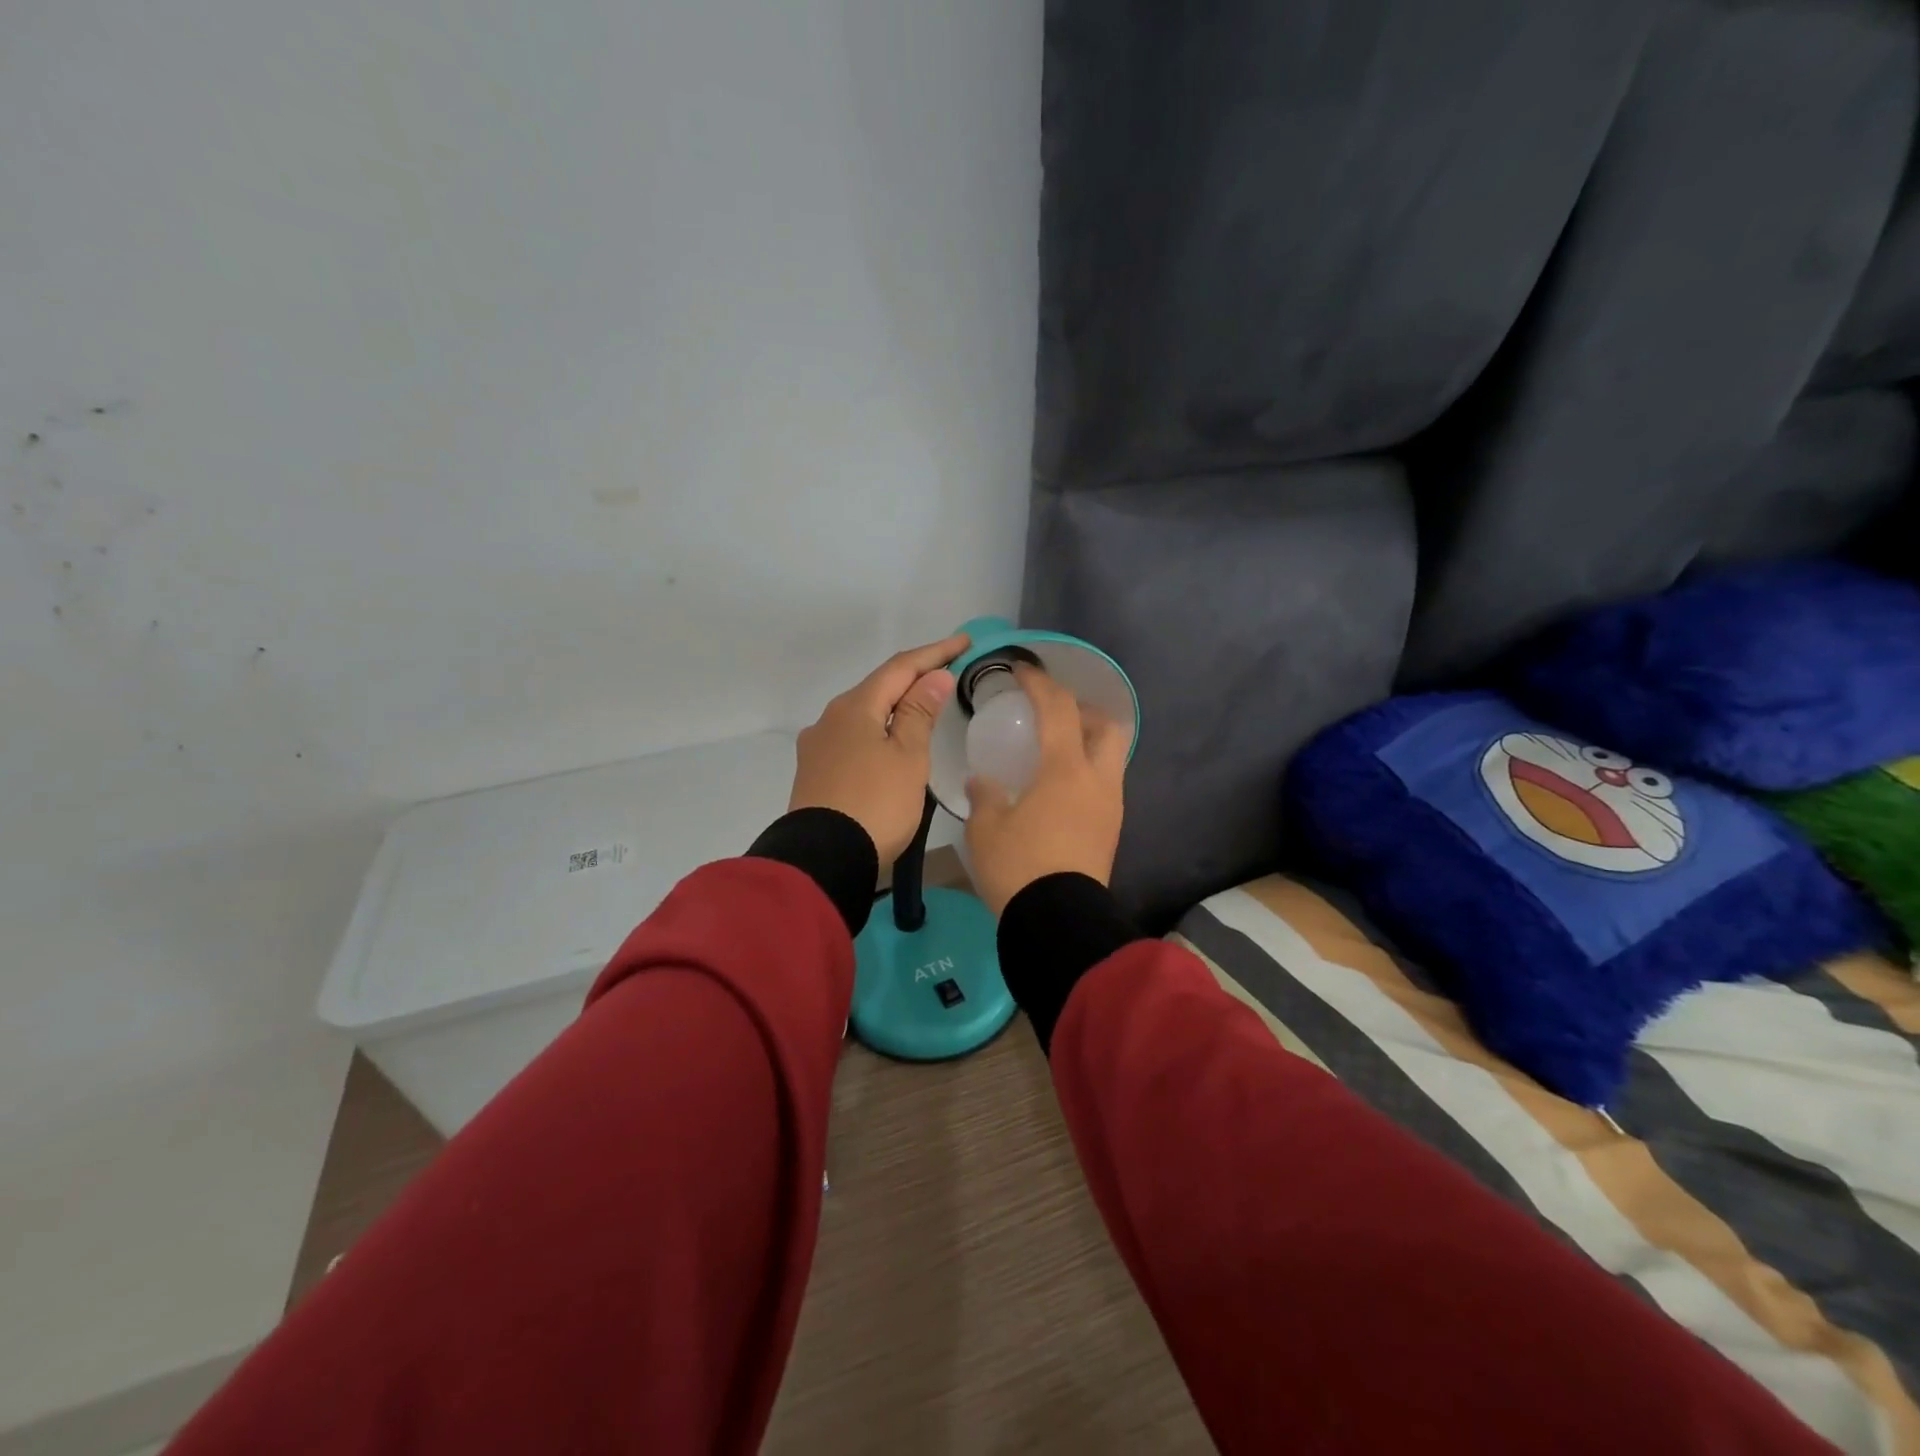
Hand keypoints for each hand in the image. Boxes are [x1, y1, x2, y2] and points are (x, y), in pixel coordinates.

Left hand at [789, 634, 968, 863]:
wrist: (823, 859)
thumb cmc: (876, 804)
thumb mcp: (908, 758)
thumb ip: (920, 713)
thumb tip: (933, 677)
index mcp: (855, 707)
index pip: (900, 668)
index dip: (934, 653)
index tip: (964, 642)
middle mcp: (830, 718)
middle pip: (878, 688)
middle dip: (913, 678)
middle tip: (947, 672)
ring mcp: (818, 746)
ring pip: (864, 714)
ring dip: (895, 706)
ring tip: (924, 707)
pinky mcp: (815, 772)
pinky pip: (853, 738)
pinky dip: (879, 731)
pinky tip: (890, 742)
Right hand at [965, 664, 1127, 916]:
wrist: (1058, 922)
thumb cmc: (1019, 867)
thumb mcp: (987, 828)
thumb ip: (985, 795)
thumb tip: (983, 780)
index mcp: (1066, 770)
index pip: (1058, 709)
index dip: (1039, 683)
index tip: (1021, 671)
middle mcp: (1098, 780)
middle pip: (1106, 726)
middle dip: (1082, 710)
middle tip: (1053, 714)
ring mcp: (1111, 806)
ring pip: (1111, 757)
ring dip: (1088, 742)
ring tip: (1056, 750)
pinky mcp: (1112, 830)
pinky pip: (1106, 784)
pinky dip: (1087, 771)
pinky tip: (1060, 788)